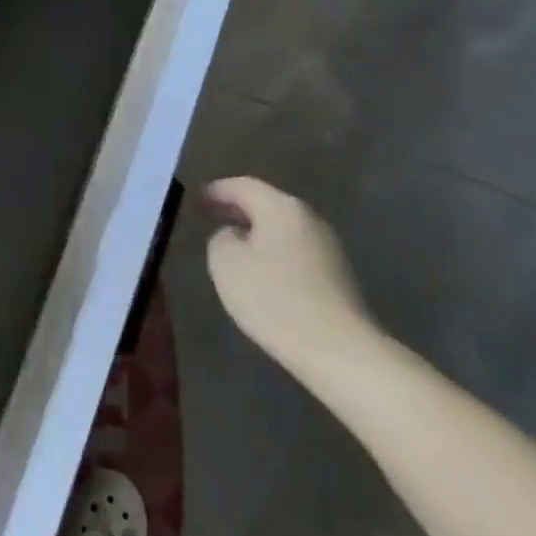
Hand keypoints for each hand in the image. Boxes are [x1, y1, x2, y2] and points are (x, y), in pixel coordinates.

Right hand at [204, 177, 381, 374]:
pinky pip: (296, 252)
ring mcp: (328, 247)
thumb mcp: (226, 263)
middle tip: (212, 216)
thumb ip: (221, 238)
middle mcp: (309, 219)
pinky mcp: (337, 276)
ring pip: (283, 229)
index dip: (219, 190)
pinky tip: (262, 272)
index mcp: (281, 208)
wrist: (337, 348)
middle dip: (239, 209)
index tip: (199, 197)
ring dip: (257, 232)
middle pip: (268, 204)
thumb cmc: (273, 297)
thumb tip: (234, 235)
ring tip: (233, 245)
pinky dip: (274, 253)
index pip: (244, 186)